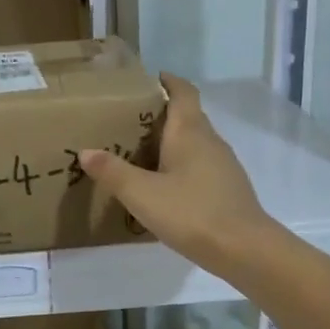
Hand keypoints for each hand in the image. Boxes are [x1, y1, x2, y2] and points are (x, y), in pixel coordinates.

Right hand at [79, 74, 272, 275]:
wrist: (244, 249)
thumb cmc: (191, 212)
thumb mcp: (141, 194)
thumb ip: (112, 172)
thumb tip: (85, 151)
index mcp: (190, 131)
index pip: (183, 92)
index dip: (167, 80)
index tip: (148, 79)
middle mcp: (210, 140)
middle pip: (188, 116)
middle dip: (161, 114)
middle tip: (128, 121)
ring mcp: (223, 165)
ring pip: (194, 142)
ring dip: (171, 142)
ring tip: (140, 154)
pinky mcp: (228, 188)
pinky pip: (200, 166)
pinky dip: (181, 166)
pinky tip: (164, 186)